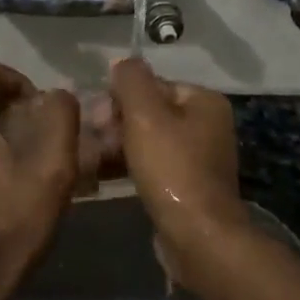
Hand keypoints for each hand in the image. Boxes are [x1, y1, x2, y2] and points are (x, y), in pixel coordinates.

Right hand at [109, 58, 249, 283]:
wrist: (198, 237)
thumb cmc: (172, 169)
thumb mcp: (145, 115)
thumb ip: (132, 80)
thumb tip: (123, 62)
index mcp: (204, 101)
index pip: (152, 85)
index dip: (119, 98)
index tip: (96, 118)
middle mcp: (207, 124)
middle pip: (150, 112)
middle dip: (117, 123)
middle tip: (93, 140)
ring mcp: (199, 157)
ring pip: (148, 140)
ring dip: (119, 146)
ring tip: (92, 159)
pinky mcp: (188, 185)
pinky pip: (154, 165)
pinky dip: (130, 166)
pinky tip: (105, 175)